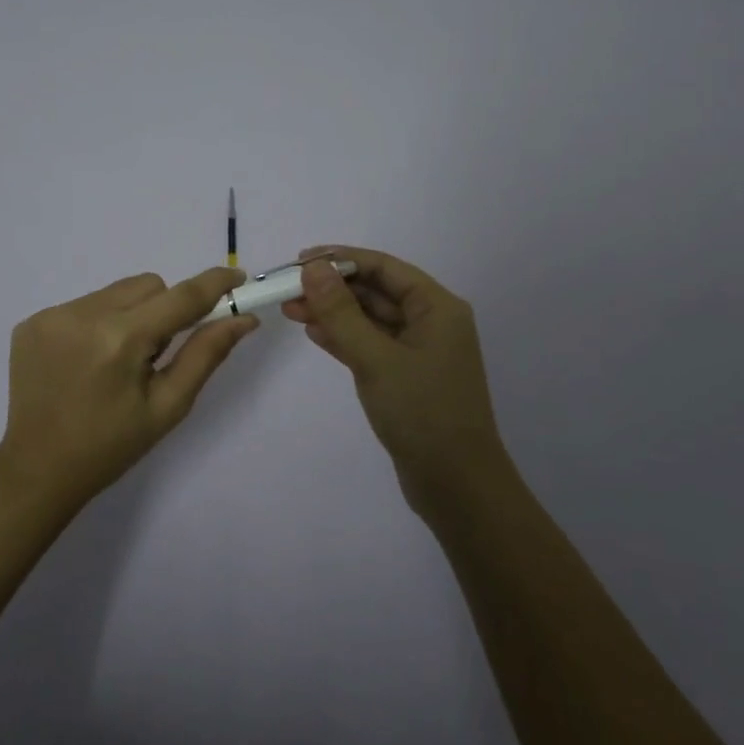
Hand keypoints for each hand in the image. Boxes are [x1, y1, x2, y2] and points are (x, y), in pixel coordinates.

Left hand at [0, 266, 258, 505]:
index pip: (180, 296)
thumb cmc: (111, 446)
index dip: (214, 284)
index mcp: (121, 339)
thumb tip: (244, 318)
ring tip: (116, 361)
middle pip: (148, 285)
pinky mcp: (32, 322)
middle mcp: (84, 315)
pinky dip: (98, 323)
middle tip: (157, 353)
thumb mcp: (168, 406)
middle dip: (165, 309)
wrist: (37, 469)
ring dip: (131, 314)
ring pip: (116, 292)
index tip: (238, 277)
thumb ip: (206, 354)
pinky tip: (87, 361)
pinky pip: (84, 304)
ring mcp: (52, 315)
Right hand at [281, 245, 512, 514]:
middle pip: (376, 291)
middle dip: (332, 288)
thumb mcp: (376, 358)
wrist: (456, 485)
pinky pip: (371, 345)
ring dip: (333, 312)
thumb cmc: (422, 413)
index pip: (384, 268)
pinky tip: (314, 332)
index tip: (300, 260)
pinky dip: (344, 337)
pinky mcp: (406, 376)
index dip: (341, 259)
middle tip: (288, 288)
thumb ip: (342, 312)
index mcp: (437, 307)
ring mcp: (419, 351)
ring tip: (291, 309)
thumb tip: (314, 268)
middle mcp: (431, 322)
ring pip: (370, 319)